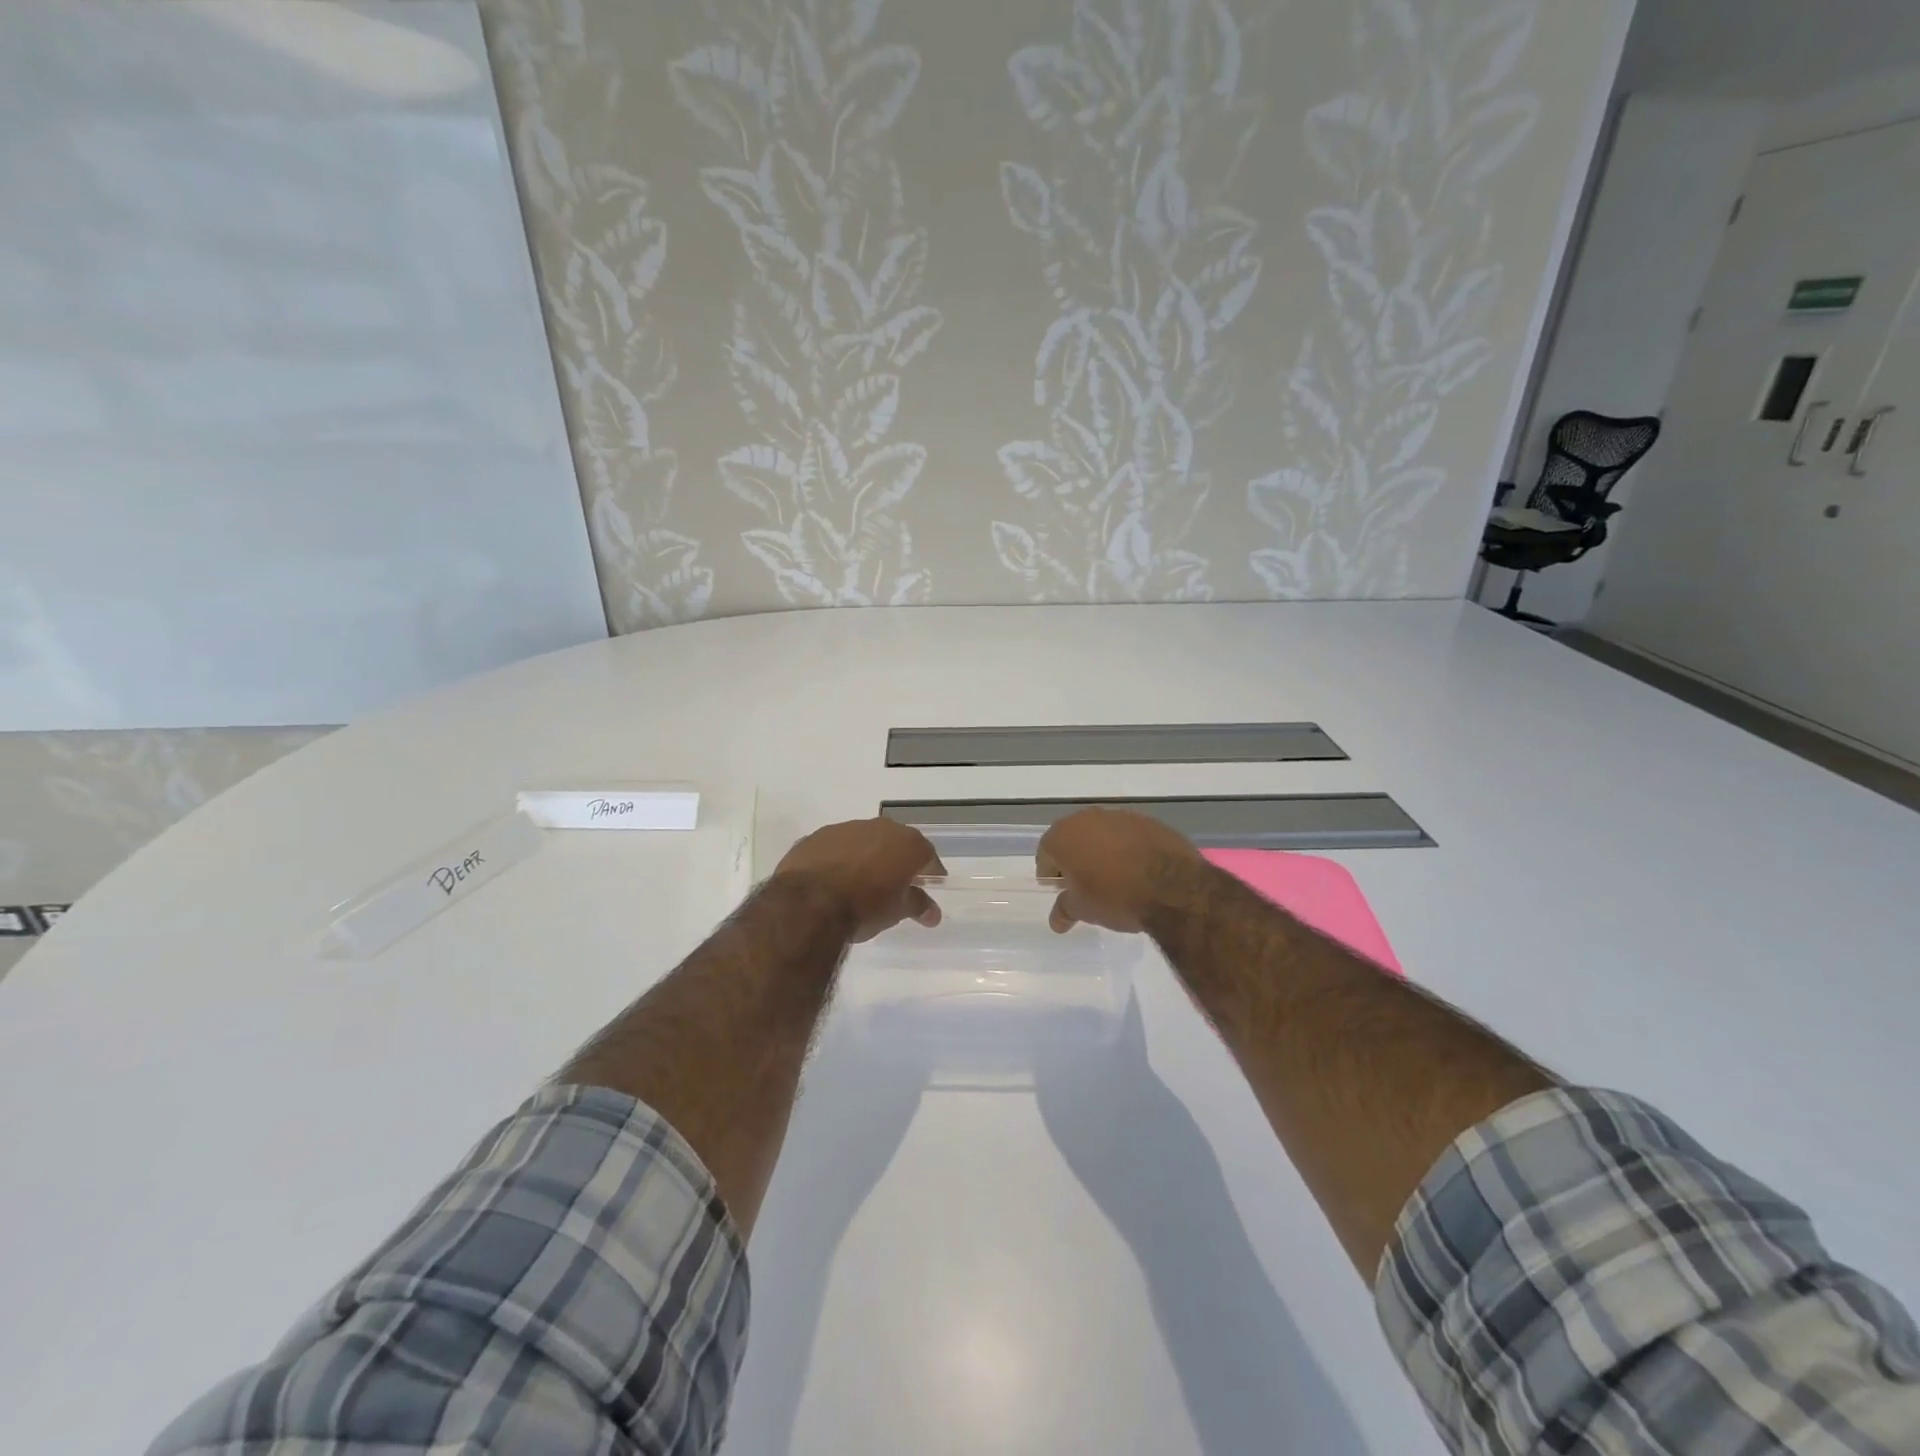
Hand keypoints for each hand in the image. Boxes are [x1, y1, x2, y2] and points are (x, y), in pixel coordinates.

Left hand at [773, 818, 945, 941]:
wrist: (809, 904)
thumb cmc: (864, 907)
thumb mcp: (897, 911)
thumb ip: (917, 905)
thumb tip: (933, 913)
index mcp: (906, 843)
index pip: (927, 855)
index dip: (930, 871)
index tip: (928, 886)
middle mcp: (879, 827)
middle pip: (896, 843)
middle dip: (898, 861)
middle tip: (895, 884)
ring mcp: (845, 828)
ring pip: (864, 841)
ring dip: (867, 857)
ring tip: (860, 883)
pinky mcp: (817, 836)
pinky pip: (836, 847)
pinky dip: (839, 859)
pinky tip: (833, 880)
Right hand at [1036, 807, 1204, 933]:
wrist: (1173, 887)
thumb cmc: (1115, 896)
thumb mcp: (1083, 909)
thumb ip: (1065, 909)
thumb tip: (1056, 920)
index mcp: (1063, 835)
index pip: (1045, 852)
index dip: (1050, 872)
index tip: (1059, 888)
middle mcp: (1087, 818)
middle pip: (1072, 837)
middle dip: (1074, 858)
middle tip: (1083, 883)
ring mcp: (1119, 816)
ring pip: (1101, 833)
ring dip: (1101, 850)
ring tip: (1112, 876)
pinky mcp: (1147, 821)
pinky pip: (1127, 834)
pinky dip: (1126, 848)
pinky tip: (1137, 869)